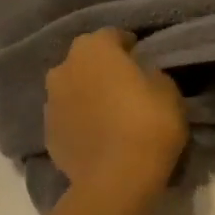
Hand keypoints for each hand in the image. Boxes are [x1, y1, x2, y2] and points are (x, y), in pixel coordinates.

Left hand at [45, 29, 188, 200]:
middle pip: (86, 61)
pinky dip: (79, 121)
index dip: (130, 46)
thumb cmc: (148, 123)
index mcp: (93, 48)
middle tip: (125, 86)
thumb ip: (150, 73)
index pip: (113, 35)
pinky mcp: (47, 133)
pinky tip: (97, 136)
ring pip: (72, 89)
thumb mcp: (167, 90)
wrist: (116, 179)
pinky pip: (68, 118)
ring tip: (109, 113)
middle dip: (102, 69)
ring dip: (87, 94)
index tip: (142, 59)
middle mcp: (64, 67)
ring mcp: (50, 101)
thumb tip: (140, 72)